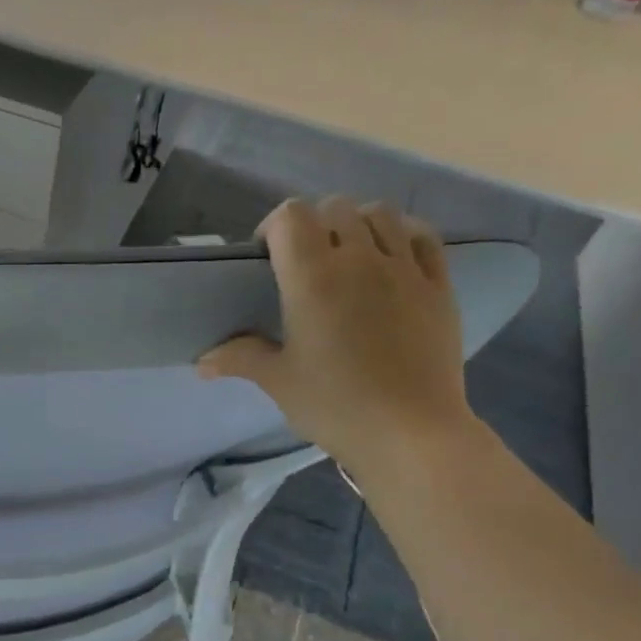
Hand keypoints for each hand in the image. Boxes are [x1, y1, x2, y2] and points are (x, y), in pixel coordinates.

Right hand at [199, 197, 476, 482]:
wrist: (410, 432)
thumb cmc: (335, 405)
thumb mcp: (278, 381)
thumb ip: (240, 358)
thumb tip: (202, 363)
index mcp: (313, 277)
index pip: (291, 216)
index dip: (274, 227)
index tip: (267, 258)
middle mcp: (360, 258)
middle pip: (335, 208)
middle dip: (314, 225)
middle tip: (305, 263)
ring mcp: (405, 268)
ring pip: (381, 214)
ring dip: (358, 224)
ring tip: (349, 256)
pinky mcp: (439, 285)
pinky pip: (422, 236)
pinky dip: (402, 236)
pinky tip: (392, 259)